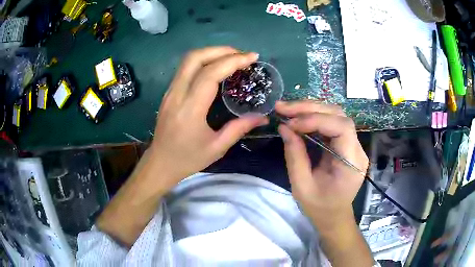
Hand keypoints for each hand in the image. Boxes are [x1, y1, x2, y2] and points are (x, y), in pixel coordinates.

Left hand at [149, 47, 267, 190]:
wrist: (160, 163)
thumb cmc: (187, 159)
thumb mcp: (217, 148)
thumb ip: (240, 128)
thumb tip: (263, 117)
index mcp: (190, 109)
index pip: (210, 74)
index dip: (233, 61)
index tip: (252, 58)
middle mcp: (177, 94)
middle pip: (195, 58)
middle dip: (221, 50)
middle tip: (242, 55)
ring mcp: (170, 91)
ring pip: (188, 60)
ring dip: (211, 53)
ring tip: (232, 58)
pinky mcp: (168, 93)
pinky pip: (185, 68)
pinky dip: (203, 61)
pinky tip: (216, 68)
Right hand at [276, 101, 368, 230]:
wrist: (334, 216)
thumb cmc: (319, 207)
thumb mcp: (302, 186)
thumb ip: (294, 155)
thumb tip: (284, 127)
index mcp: (352, 163)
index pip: (341, 127)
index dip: (316, 120)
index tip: (291, 124)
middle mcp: (357, 149)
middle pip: (339, 115)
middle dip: (310, 108)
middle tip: (283, 107)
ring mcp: (354, 144)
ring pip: (335, 114)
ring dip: (310, 109)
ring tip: (287, 109)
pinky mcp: (346, 143)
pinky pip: (332, 123)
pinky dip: (313, 117)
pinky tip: (298, 117)